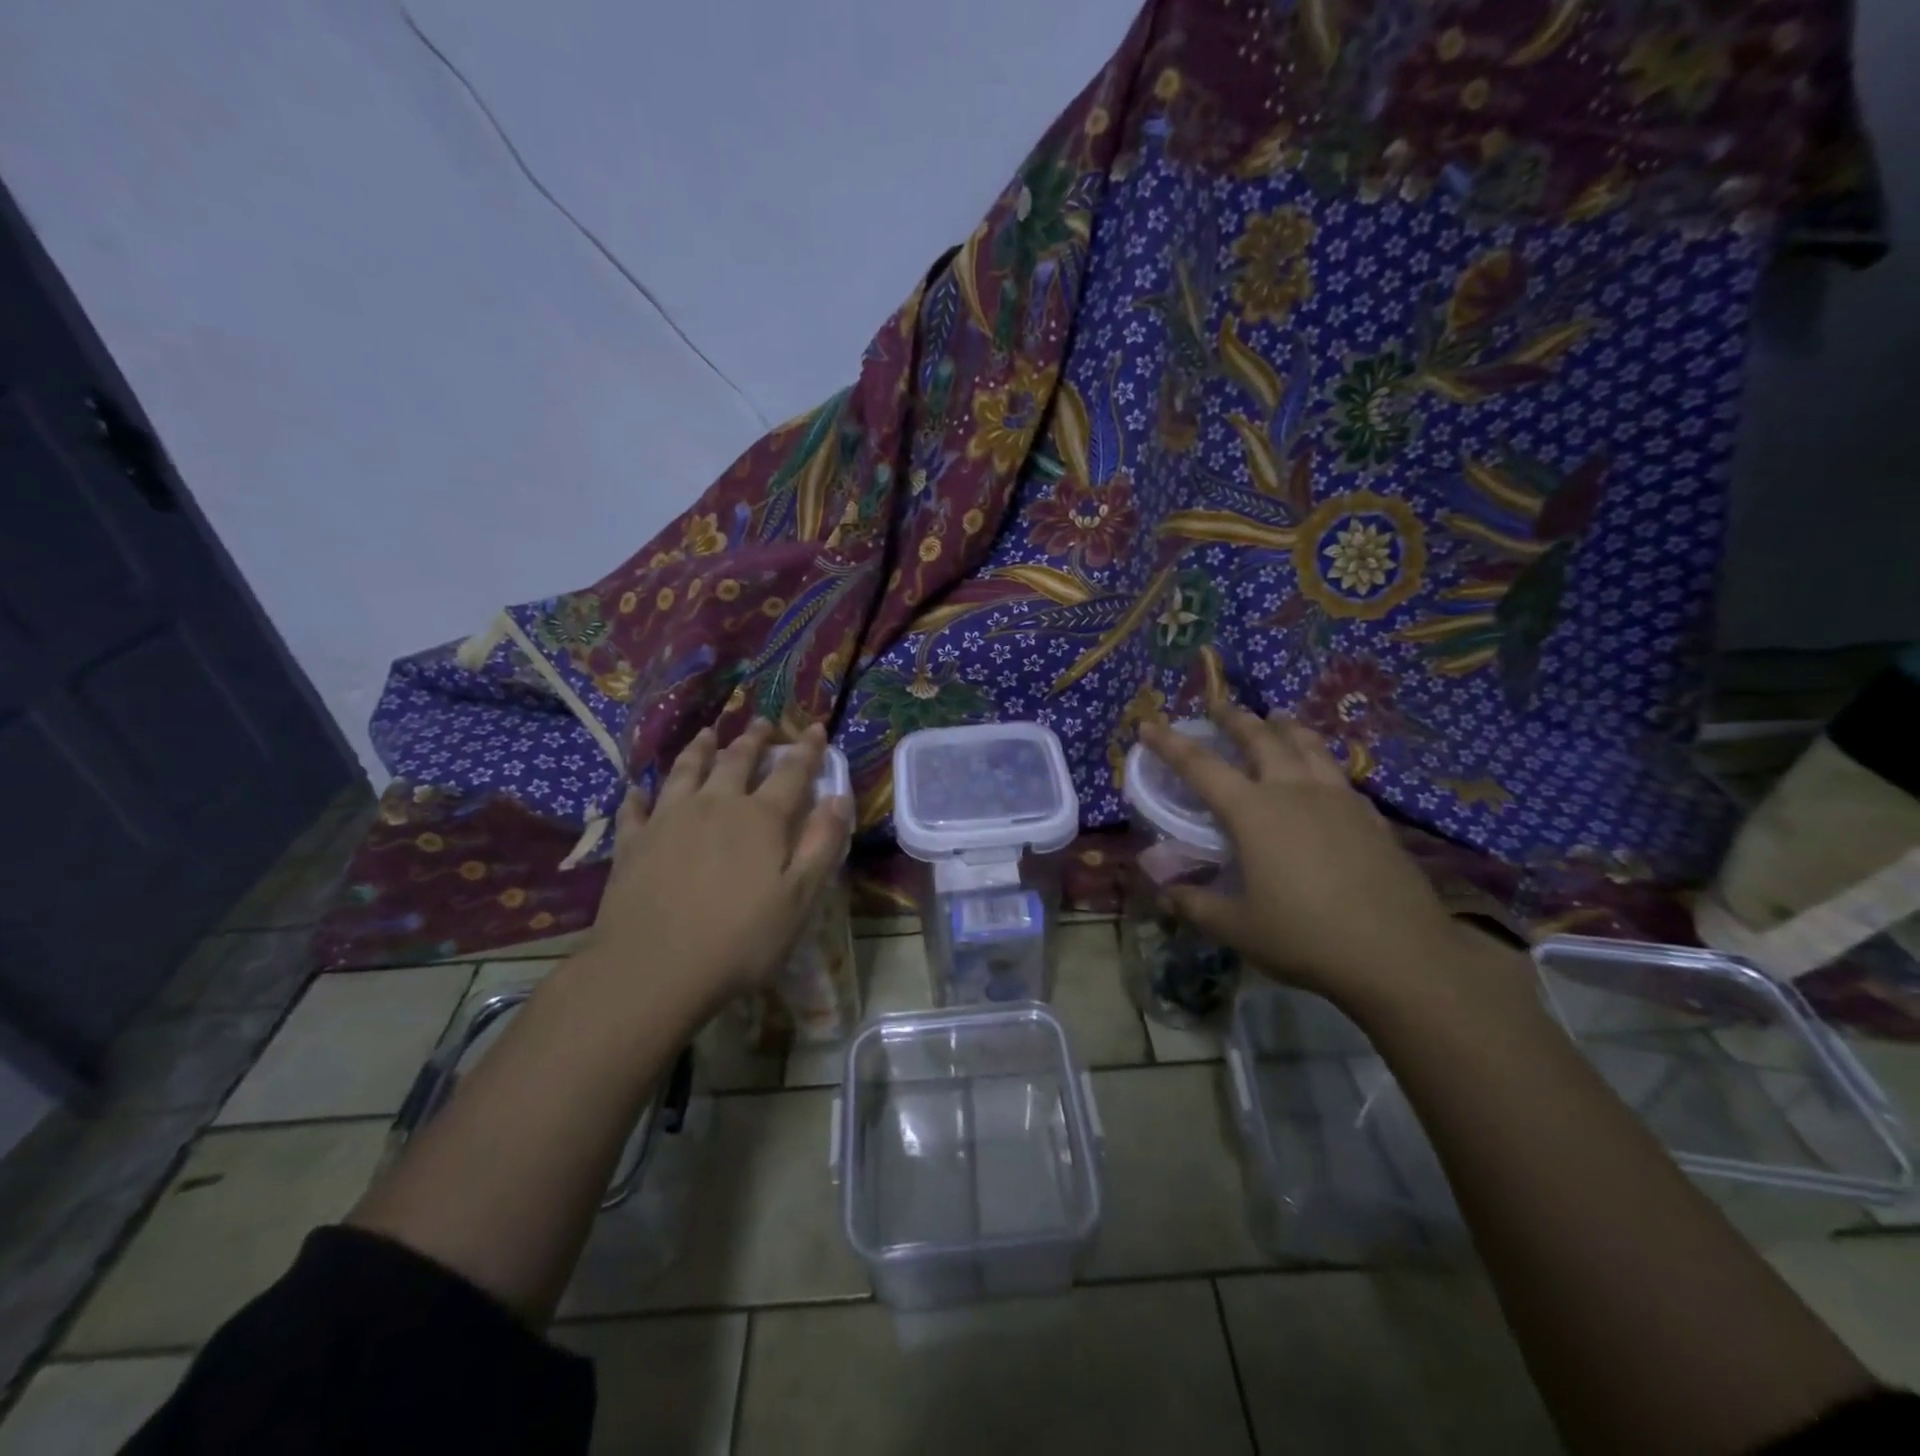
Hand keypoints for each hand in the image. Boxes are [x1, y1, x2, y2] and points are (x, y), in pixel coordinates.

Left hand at [576, 719, 851, 1020]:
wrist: (653, 968)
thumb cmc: (739, 939)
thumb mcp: (799, 898)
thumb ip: (821, 844)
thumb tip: (838, 798)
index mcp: (761, 818)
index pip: (791, 772)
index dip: (807, 749)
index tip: (815, 727)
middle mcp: (715, 805)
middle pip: (736, 761)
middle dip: (753, 739)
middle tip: (761, 721)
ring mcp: (668, 820)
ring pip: (686, 771)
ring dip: (699, 749)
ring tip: (708, 733)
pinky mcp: (632, 843)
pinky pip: (636, 809)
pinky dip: (640, 795)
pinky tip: (639, 790)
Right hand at [1137, 707, 1515, 1017]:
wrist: (1401, 954)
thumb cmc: (1306, 937)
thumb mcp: (1237, 927)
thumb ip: (1195, 904)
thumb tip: (1164, 892)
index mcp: (1253, 812)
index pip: (1200, 766)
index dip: (1170, 744)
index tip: (1149, 724)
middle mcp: (1293, 791)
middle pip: (1260, 739)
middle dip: (1234, 718)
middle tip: (1219, 706)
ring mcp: (1338, 798)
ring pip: (1306, 744)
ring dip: (1283, 726)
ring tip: (1274, 718)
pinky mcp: (1370, 815)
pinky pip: (1337, 771)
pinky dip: (1319, 758)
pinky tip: (1321, 772)